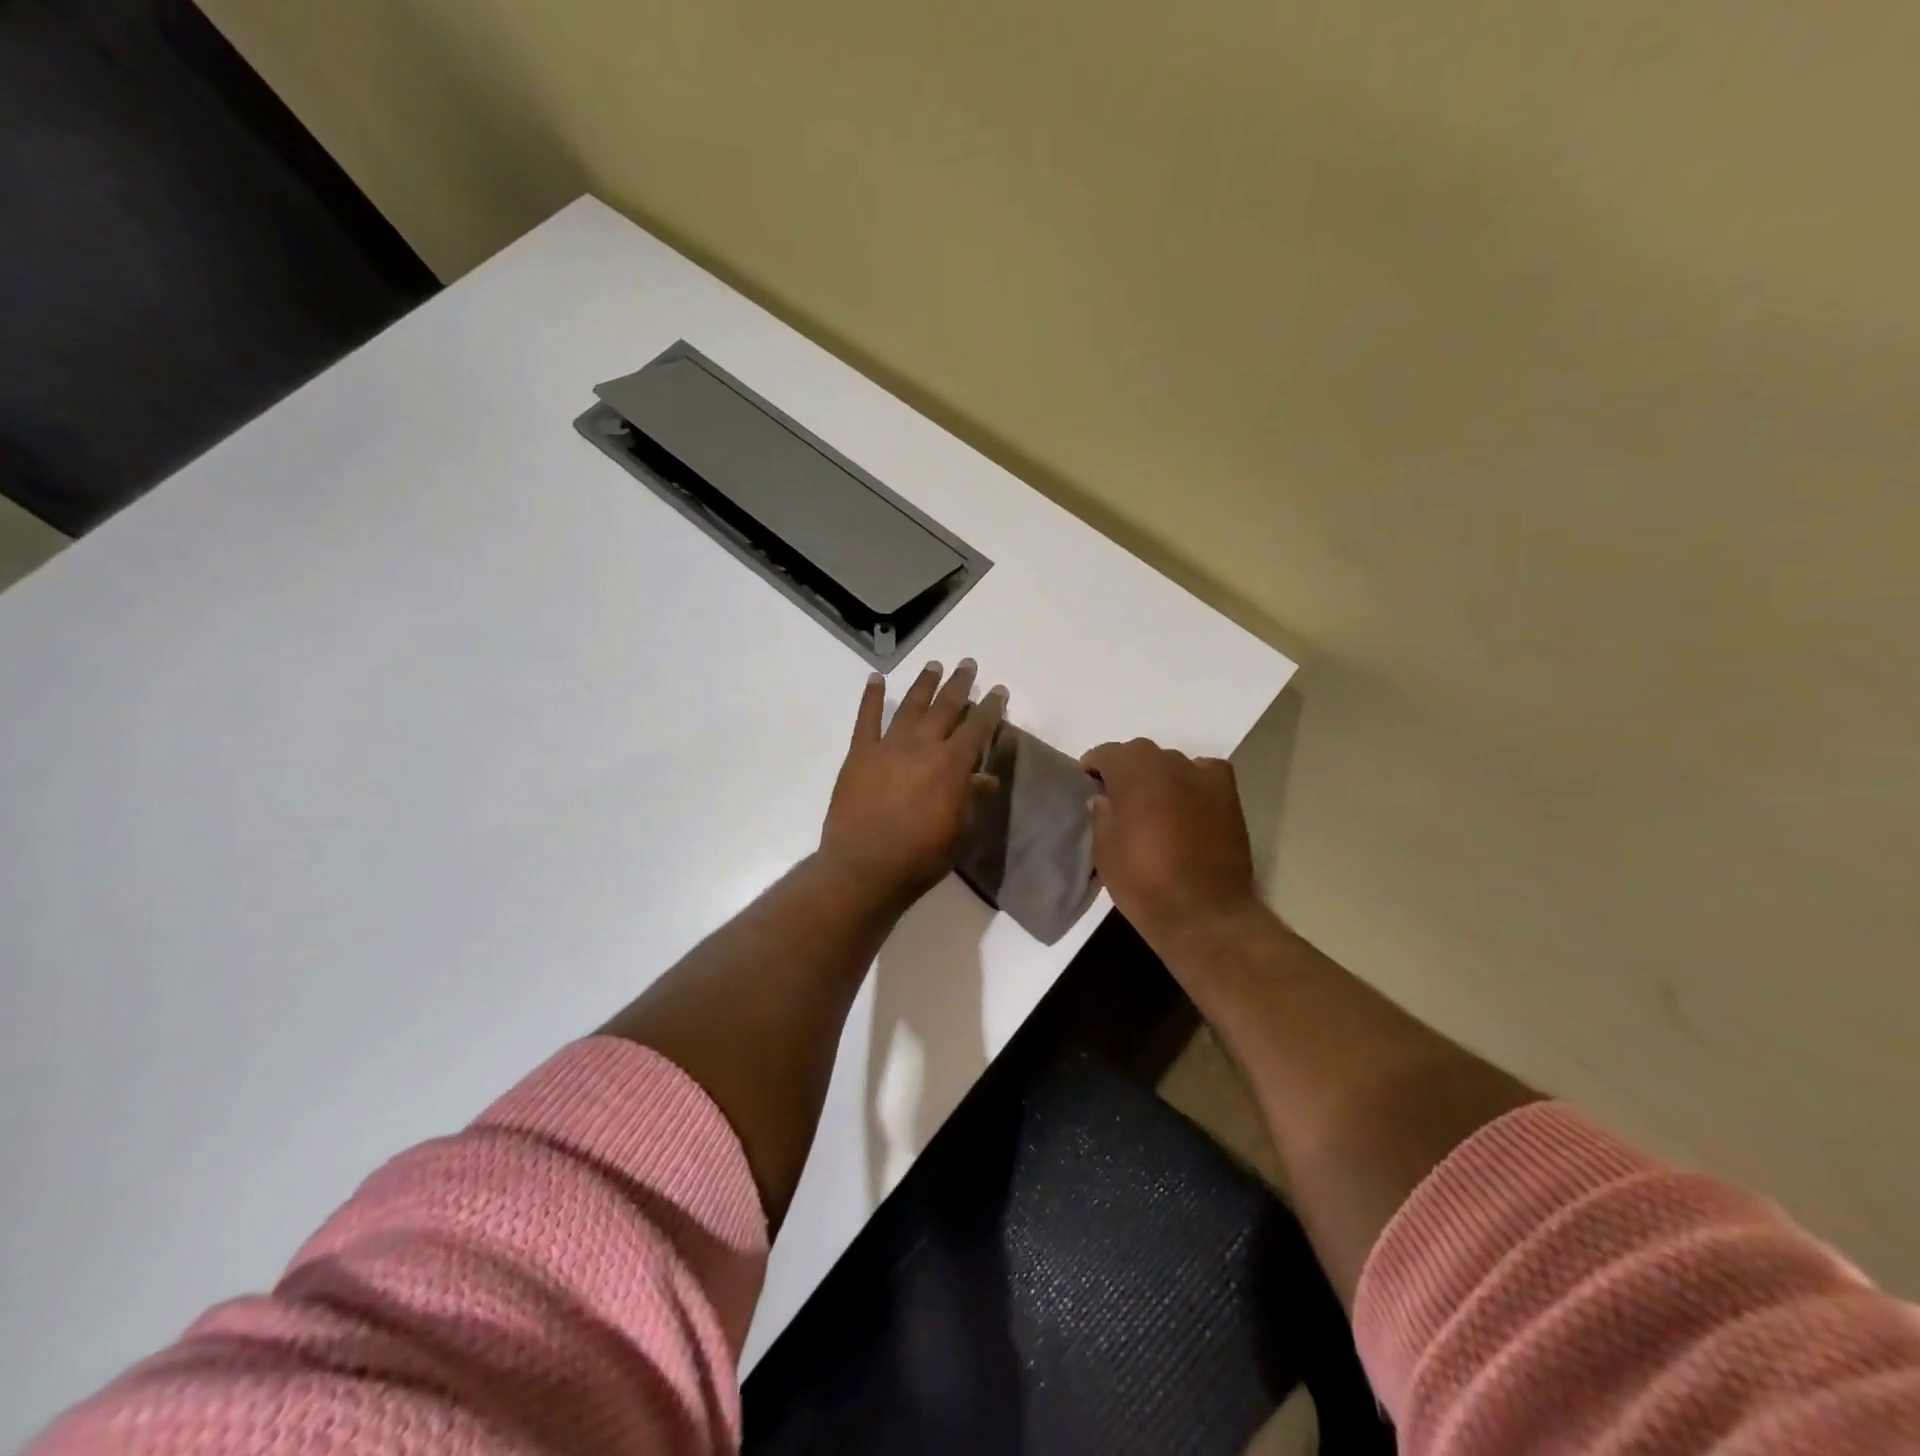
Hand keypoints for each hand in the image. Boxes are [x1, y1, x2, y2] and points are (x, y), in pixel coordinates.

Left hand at [820, 659, 1007, 911]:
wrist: (865, 868)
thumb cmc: (920, 856)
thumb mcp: (960, 832)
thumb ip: (972, 799)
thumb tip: (987, 777)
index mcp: (952, 764)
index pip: (978, 727)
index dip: (990, 707)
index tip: (998, 690)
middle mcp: (922, 746)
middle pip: (945, 707)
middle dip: (959, 684)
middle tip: (968, 665)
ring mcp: (888, 746)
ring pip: (911, 706)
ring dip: (924, 684)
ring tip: (933, 664)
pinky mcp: (860, 754)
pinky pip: (866, 719)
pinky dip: (872, 697)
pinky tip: (876, 679)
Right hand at [1080, 738, 1260, 944]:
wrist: (1203, 913)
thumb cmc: (1143, 883)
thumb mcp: (1105, 852)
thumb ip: (1102, 816)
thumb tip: (1104, 798)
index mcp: (1134, 775)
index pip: (1109, 754)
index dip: (1094, 764)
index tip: (1087, 779)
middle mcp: (1169, 766)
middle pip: (1141, 752)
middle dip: (1126, 767)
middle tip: (1117, 792)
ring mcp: (1203, 778)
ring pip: (1173, 762)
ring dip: (1158, 774)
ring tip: (1152, 799)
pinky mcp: (1228, 796)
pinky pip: (1205, 772)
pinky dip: (1193, 778)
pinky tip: (1188, 797)